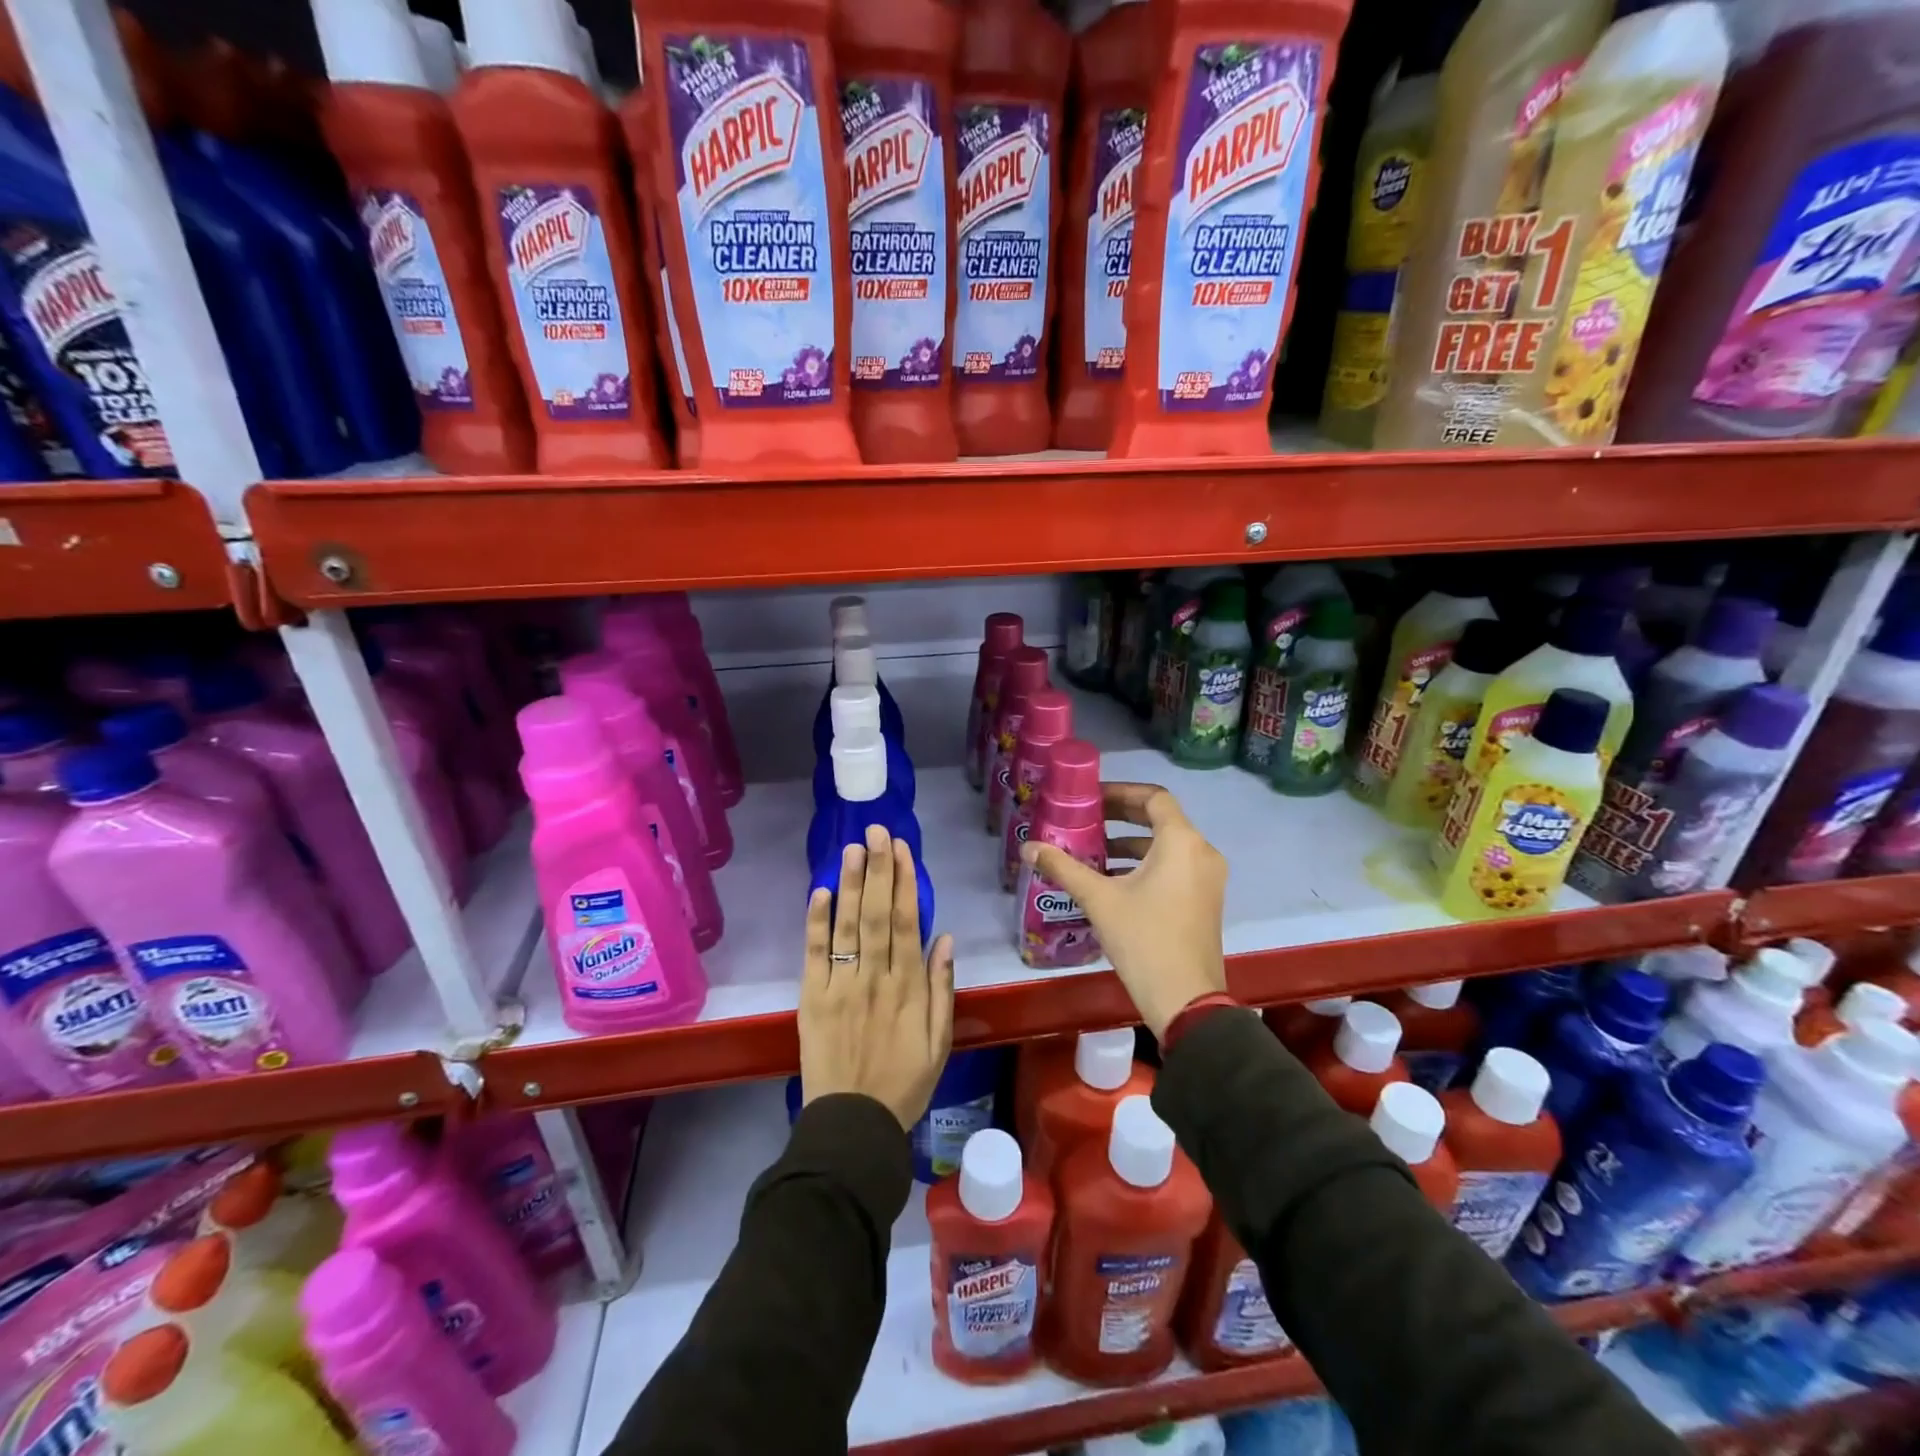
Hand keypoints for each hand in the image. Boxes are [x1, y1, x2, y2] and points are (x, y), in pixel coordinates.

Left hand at [800, 825, 955, 1130]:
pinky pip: (814, 955)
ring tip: (852, 848)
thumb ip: (943, 989)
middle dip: (877, 869)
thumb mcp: (939, 1042)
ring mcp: (841, 986)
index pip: (906, 922)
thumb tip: (944, 938)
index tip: (901, 849)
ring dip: (849, 884)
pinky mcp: (812, 999)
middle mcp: (875, 978)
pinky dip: (816, 922)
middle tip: (876, 831)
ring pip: (847, 926)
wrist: (853, 1125)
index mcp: (908, 987)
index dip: (904, 882)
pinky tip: (820, 892)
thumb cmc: (904, 1083)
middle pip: (876, 914)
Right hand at [1021, 782, 1226, 1038]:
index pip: (1155, 797)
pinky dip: (1147, 864)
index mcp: (1181, 842)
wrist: (1186, 1000)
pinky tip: (1114, 881)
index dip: (1121, 792)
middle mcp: (1202, 852)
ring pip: (1168, 845)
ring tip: (1094, 851)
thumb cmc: (1144, 939)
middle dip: (1123, 816)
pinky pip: (1176, 867)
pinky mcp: (1205, 900)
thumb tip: (1028, 847)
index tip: (1091, 798)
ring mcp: (1208, 878)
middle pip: (1162, 819)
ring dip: (1132, 843)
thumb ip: (1064, 867)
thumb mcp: (1099, 899)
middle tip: (1087, 819)